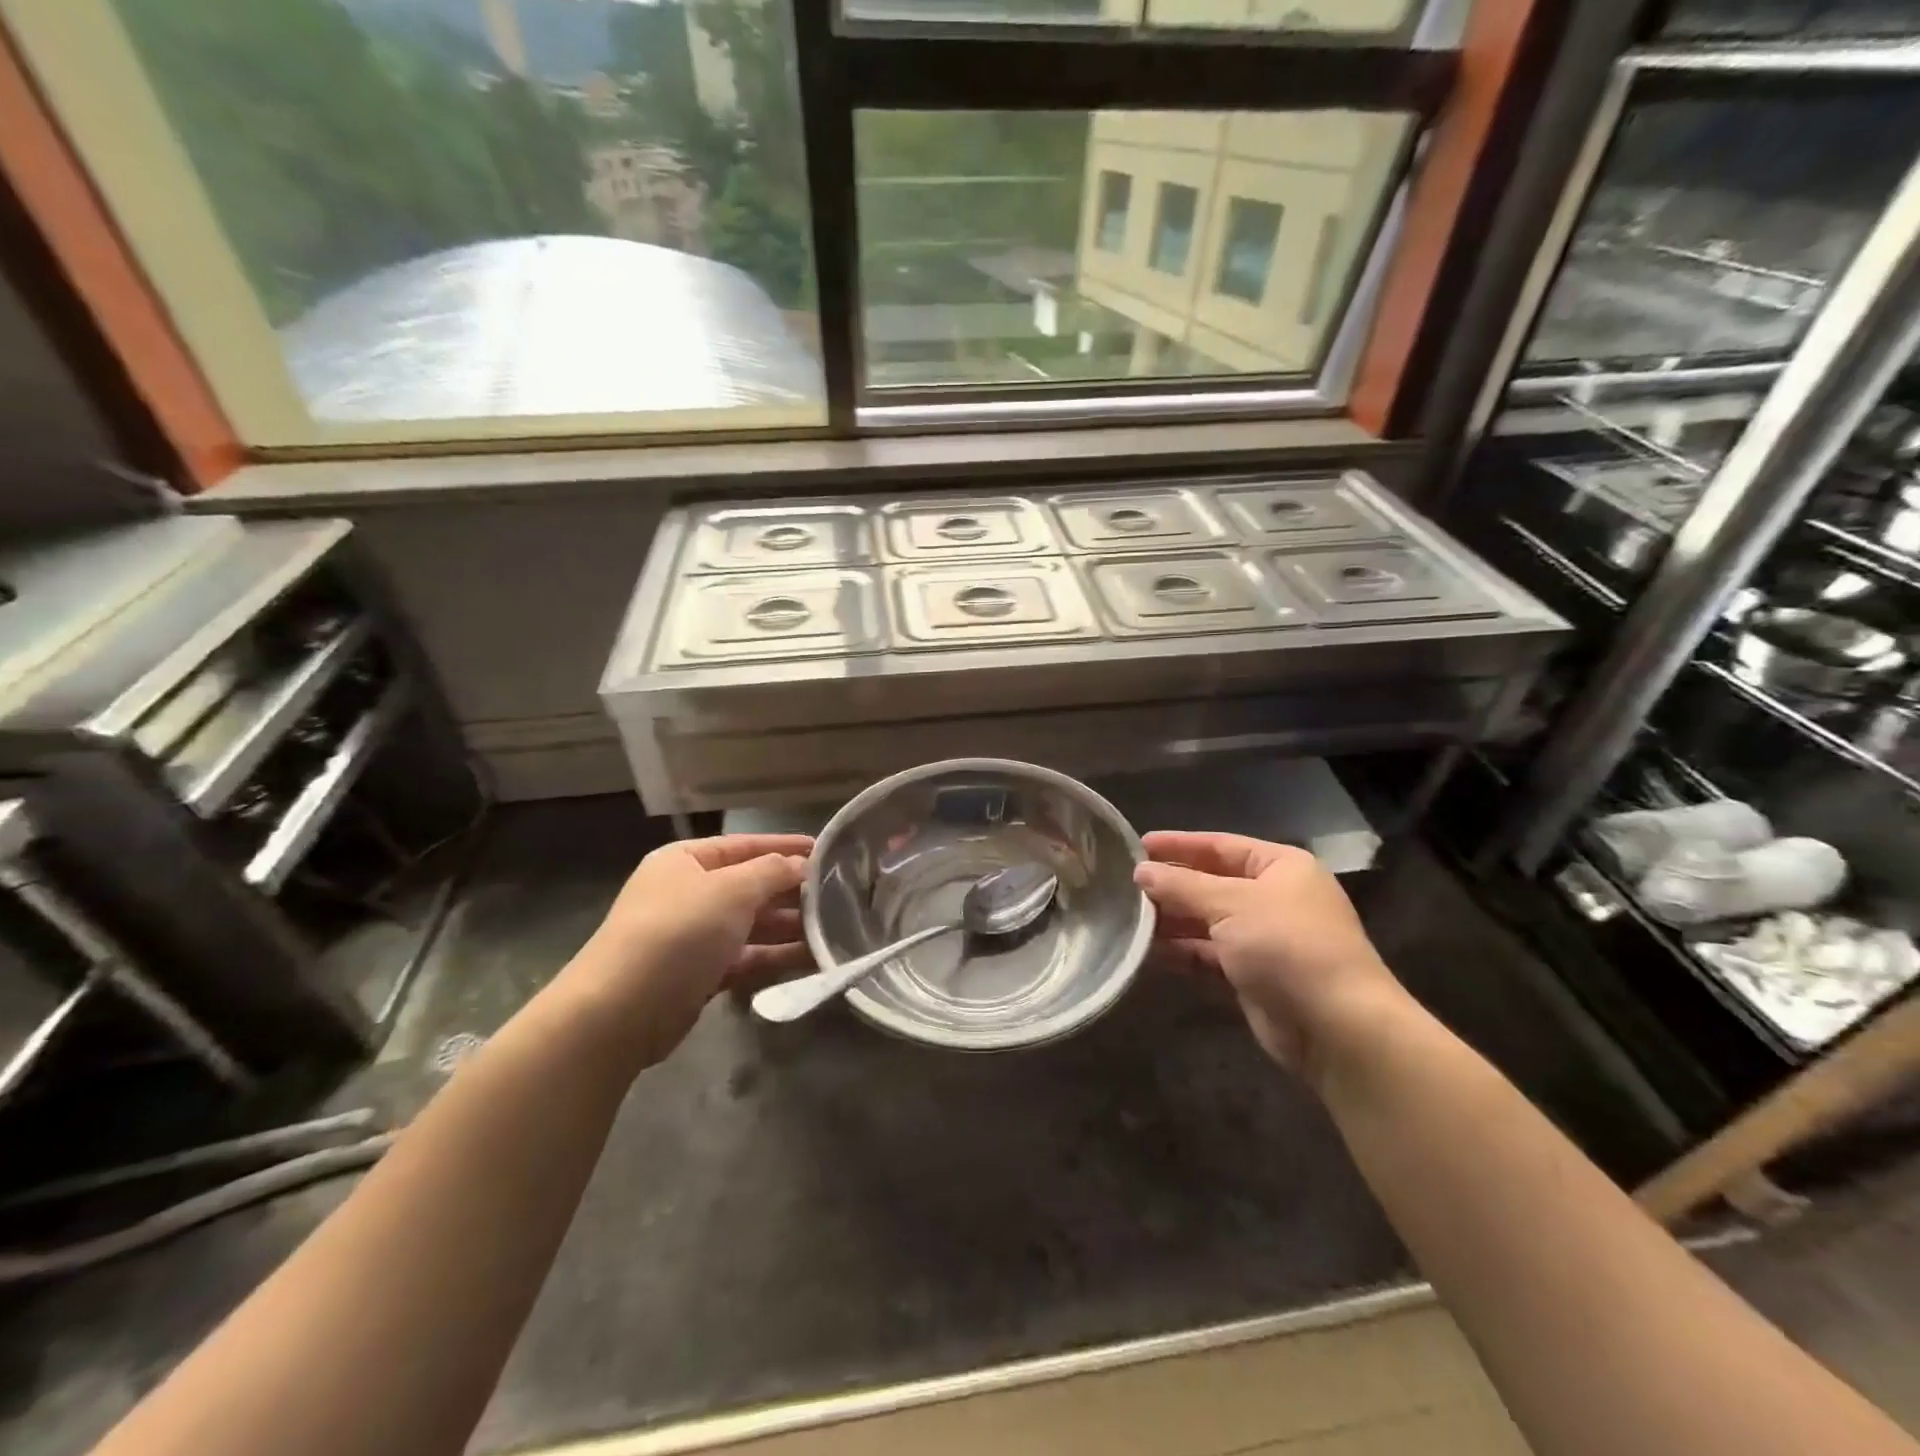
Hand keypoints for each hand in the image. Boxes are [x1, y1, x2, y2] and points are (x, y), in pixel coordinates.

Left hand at [574, 834, 813, 1064]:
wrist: (621, 1012)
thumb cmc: (677, 932)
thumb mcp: (731, 890)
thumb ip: (772, 871)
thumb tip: (801, 865)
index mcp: (685, 861)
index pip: (745, 845)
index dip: (785, 846)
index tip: (827, 851)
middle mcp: (688, 893)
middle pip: (751, 886)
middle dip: (792, 891)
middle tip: (839, 895)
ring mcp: (694, 936)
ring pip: (752, 924)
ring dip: (790, 926)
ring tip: (834, 929)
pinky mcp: (701, 974)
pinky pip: (747, 957)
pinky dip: (775, 956)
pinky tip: (811, 958)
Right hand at [1134, 831, 1407, 1072]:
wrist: (1337, 1027)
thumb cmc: (1286, 946)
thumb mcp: (1230, 905)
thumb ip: (1182, 886)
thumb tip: (1140, 871)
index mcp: (1280, 867)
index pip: (1220, 845)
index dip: (1178, 845)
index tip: (1138, 846)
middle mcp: (1274, 897)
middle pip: (1211, 883)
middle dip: (1171, 885)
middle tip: (1125, 885)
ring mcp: (1264, 938)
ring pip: (1207, 920)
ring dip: (1172, 919)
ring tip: (1129, 917)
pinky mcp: (1253, 975)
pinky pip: (1209, 954)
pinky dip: (1182, 950)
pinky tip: (1149, 950)